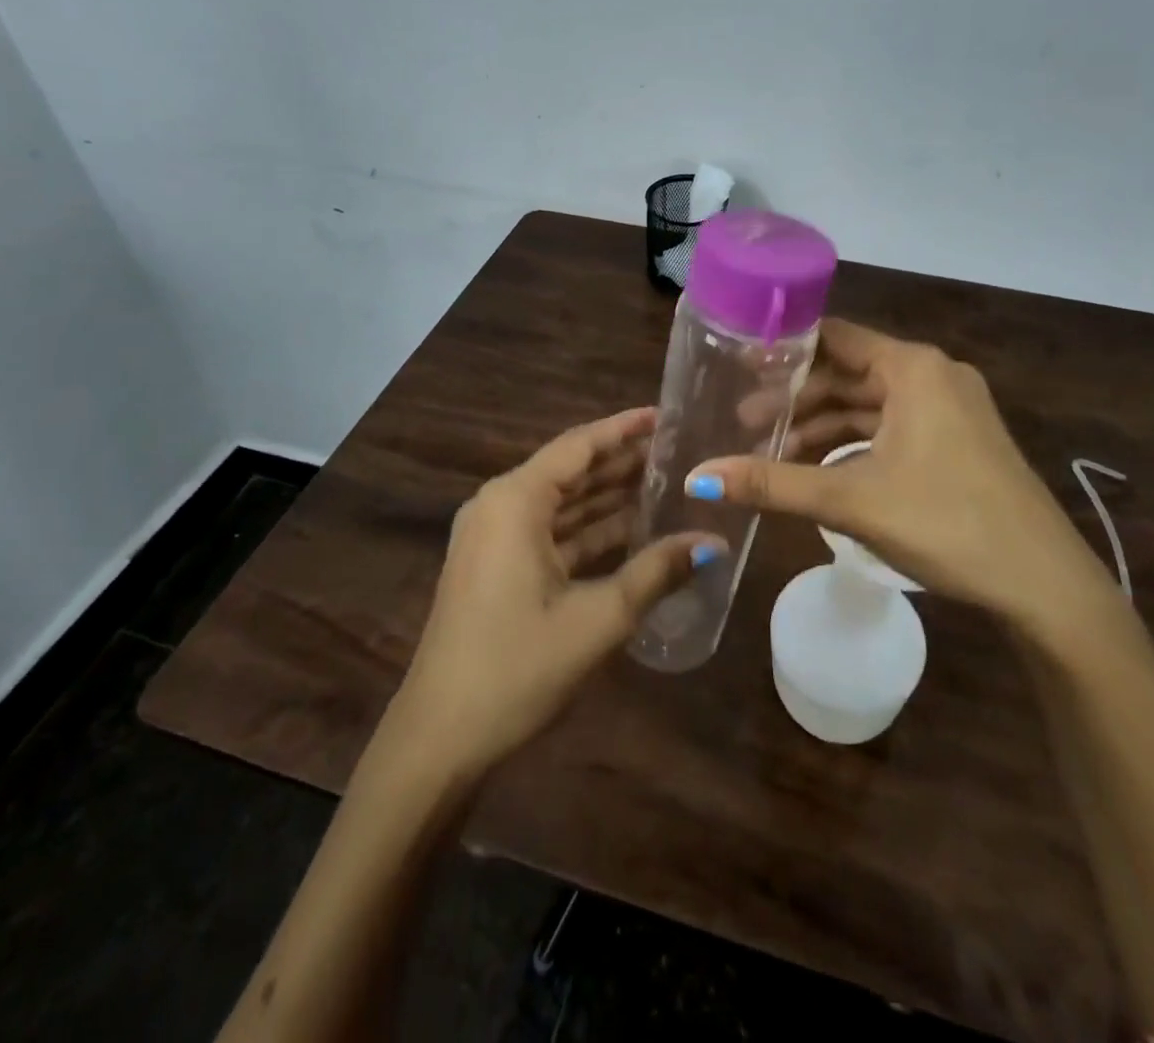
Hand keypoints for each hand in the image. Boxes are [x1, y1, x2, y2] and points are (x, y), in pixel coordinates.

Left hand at [394, 408, 720, 773]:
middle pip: (570, 471)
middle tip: (677, 449)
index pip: (578, 446)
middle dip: (622, 461)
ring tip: (664, 482)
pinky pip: (550, 533)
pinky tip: (632, 529)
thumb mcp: (598, 618)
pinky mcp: (496, 567)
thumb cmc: (517, 667)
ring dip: (608, 496)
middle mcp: (499, 506)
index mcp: (515, 501)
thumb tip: (713, 544)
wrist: (440, 739)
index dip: (624, 429)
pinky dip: (589, 530)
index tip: (666, 415)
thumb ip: (657, 572)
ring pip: (562, 504)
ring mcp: (494, 538)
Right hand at [691, 320, 1116, 628]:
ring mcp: (951, 409)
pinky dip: (854, 443)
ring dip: (823, 425)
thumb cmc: (946, 523)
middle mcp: (933, 376)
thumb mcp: (851, 500)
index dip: (785, 350)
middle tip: (744, 422)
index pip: (834, 336)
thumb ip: (773, 484)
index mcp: (913, 368)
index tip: (739, 365)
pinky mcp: (958, 442)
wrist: (1044, 585)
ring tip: (774, 451)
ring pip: (870, 404)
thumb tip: (698, 476)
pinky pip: (892, 427)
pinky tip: (821, 470)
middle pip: (848, 372)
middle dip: (797, 399)